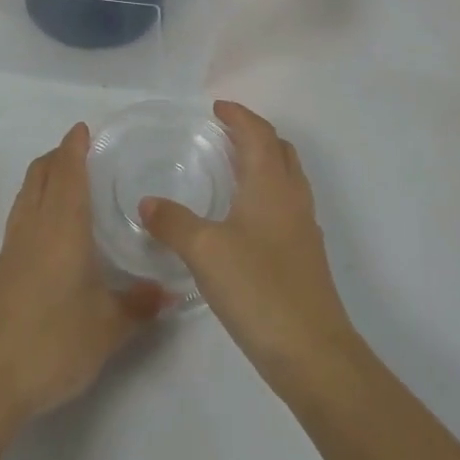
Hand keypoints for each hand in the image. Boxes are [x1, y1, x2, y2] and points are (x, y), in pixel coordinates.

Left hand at [0, 123, 162, 422]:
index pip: (67, 173)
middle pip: (39, 176)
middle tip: (82, 151)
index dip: (74, 147)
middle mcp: (33, 228)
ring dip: (43, 178)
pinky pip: (20, 219)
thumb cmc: (53, 343)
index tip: (84, 129)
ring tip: (68, 182)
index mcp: (61, 228)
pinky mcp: (1, 271)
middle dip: (57, 156)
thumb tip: (170, 292)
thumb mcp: (108, 328)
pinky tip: (53, 231)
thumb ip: (140, 305)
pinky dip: (36, 205)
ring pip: (25, 196)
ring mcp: (12, 249)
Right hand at [140, 101, 354, 389]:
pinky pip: (285, 206)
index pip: (259, 134)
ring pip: (286, 179)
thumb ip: (173, 222)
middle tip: (223, 134)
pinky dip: (265, 194)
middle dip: (254, 135)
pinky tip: (242, 218)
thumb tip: (147, 202)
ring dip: (263, 163)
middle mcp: (292, 199)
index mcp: (271, 186)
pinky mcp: (303, 257)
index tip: (217, 107)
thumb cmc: (258, 288)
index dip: (239, 116)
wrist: (312, 352)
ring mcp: (302, 229)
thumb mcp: (204, 251)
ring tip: (231, 168)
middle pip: (280, 151)